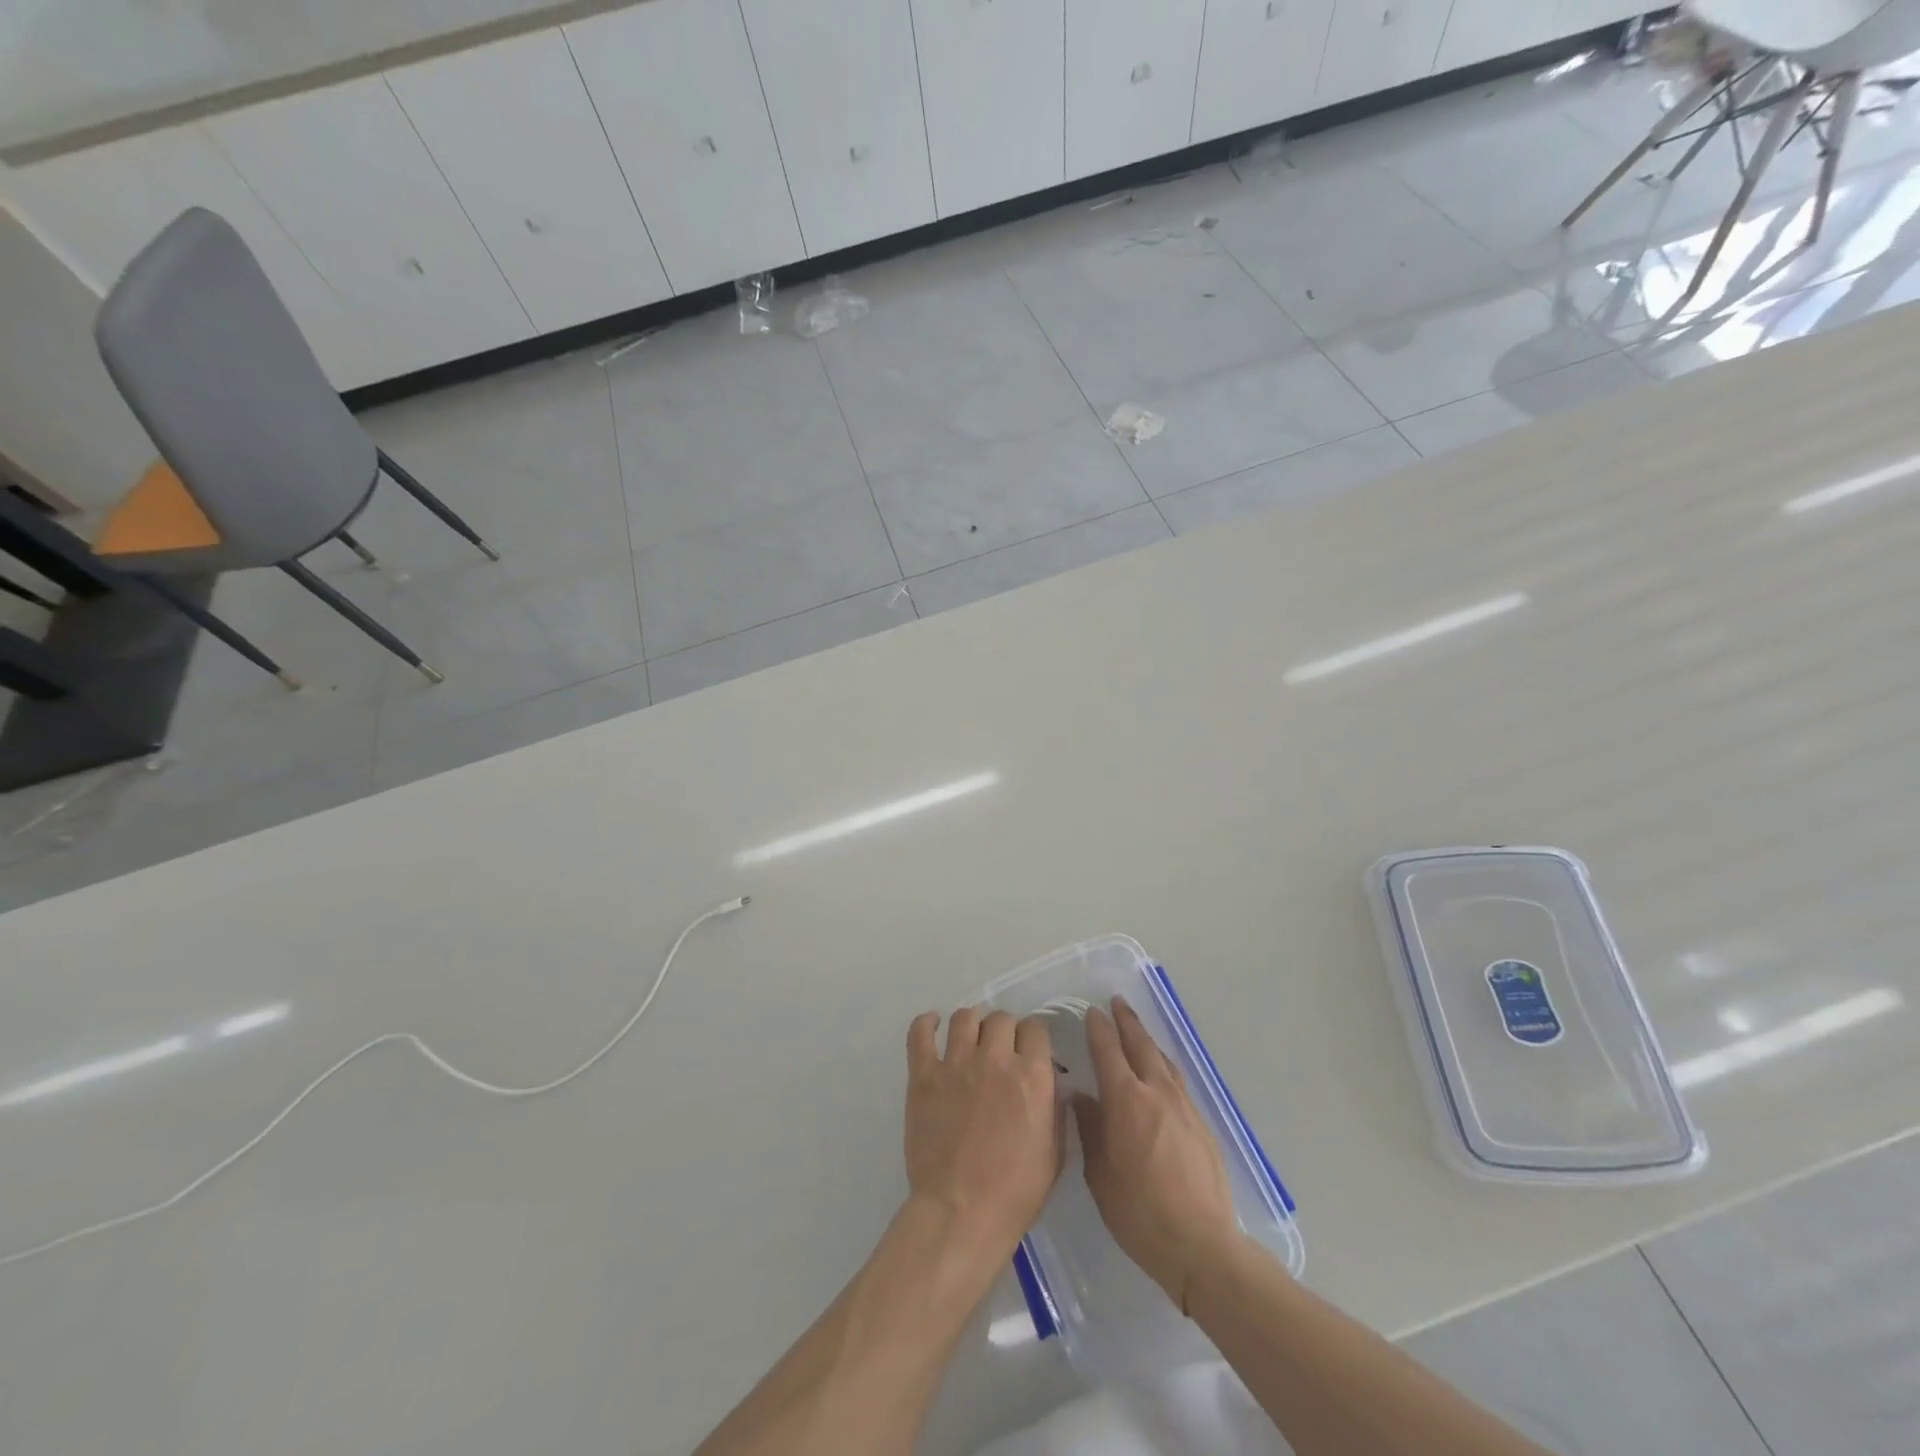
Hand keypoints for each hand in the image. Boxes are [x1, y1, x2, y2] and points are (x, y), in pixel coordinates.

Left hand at [905, 1008, 1063, 1257]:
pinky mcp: (924, 1075)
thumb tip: (1052, 1083)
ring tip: (971, 1039)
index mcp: (1031, 1076)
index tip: (1030, 1052)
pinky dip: (926, 1023)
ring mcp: (956, 1064)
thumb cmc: (1015, 1191)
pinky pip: (920, 1033)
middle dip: (1005, 1031)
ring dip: (973, 1024)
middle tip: (1001, 1052)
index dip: (1034, 1038)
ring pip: (965, 1017)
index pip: (1036, 1028)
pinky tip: (933, 1025)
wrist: (961, 1212)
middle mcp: (995, 1059)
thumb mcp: (1055, 1152)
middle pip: (1002, 1018)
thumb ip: (1056, 1109)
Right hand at [1072, 997, 1240, 1313]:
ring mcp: (1185, 1107)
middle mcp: (1157, 1093)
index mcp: (1127, 1101)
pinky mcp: (1202, 1125)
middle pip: (1141, 1045)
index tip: (1092, 1012)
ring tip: (1138, 1031)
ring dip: (1148, 1041)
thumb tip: (1082, 1098)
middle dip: (1127, 1022)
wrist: (1203, 1246)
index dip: (1099, 1029)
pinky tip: (1161, 1075)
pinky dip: (1164, 1067)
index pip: (1108, 1052)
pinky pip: (1178, 1082)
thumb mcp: (1100, 1175)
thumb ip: (1090, 1130)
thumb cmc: (1140, 1213)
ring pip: (1163, 1061)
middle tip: (1117, 1002)